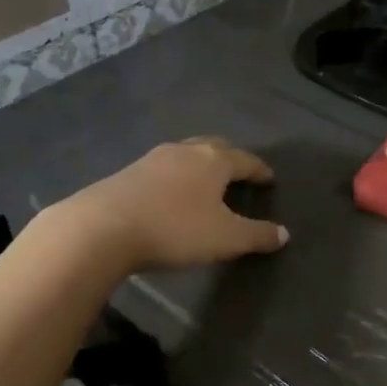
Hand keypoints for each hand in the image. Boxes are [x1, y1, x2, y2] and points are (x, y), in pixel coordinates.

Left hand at [50, 138, 288, 272]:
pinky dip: (176, 177)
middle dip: (230, 158)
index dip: (260, 170)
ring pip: (185, 155)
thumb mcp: (226, 238)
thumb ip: (256, 235)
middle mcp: (185, 151)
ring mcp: (152, 159)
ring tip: (206, 183)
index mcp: (213, 160)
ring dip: (200, 166)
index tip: (269, 178)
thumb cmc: (175, 229)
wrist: (103, 227)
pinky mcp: (127, 173)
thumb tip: (283, 233)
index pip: (245, 160)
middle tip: (239, 173)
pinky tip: (172, 193)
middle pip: (214, 147)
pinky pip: (163, 169)